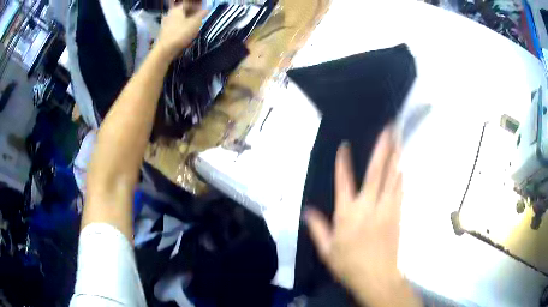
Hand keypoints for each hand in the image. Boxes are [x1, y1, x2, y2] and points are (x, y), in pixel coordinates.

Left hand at [156, 1, 207, 59]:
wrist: (166, 50)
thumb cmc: (181, 33)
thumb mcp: (196, 22)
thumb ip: (202, 14)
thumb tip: (206, 9)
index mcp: (177, 9)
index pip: (188, 4)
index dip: (197, 6)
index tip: (203, 11)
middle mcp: (170, 15)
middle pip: (184, 13)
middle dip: (193, 16)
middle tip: (200, 20)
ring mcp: (166, 25)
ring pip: (181, 22)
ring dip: (189, 26)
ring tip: (195, 32)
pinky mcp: (165, 34)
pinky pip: (177, 30)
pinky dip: (183, 33)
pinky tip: (188, 40)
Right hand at [305, 126, 420, 306]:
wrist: (377, 277)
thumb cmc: (349, 265)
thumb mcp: (327, 250)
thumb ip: (318, 228)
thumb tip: (307, 210)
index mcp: (347, 214)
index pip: (344, 182)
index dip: (343, 163)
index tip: (344, 145)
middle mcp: (368, 206)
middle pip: (376, 172)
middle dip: (382, 148)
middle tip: (389, 129)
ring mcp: (386, 209)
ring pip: (392, 177)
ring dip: (395, 157)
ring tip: (398, 139)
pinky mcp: (397, 215)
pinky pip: (399, 191)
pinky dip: (400, 177)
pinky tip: (402, 166)